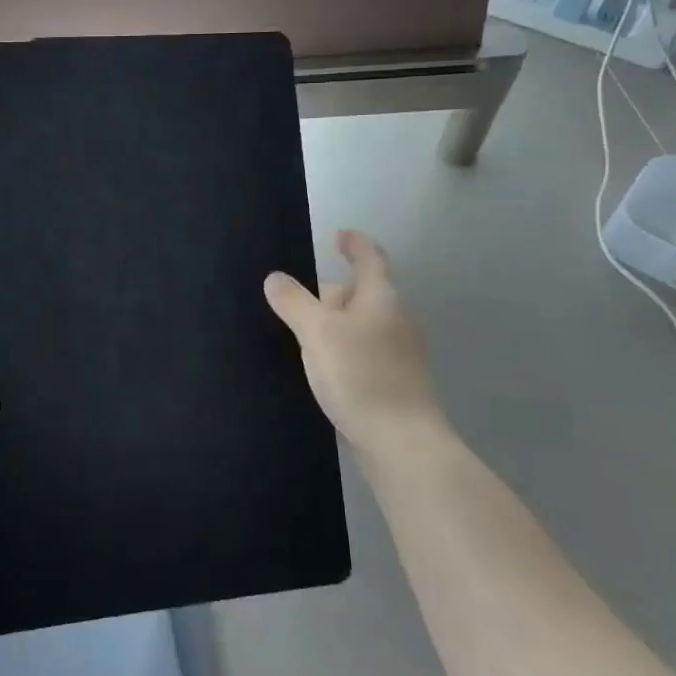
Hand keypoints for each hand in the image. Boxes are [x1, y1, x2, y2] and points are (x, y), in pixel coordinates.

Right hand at [264, 230, 446, 468]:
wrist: (399, 441)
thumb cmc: (359, 374)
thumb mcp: (316, 331)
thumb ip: (293, 302)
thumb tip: (275, 278)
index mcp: (382, 298)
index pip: (370, 258)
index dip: (355, 243)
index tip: (339, 234)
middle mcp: (395, 320)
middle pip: (362, 293)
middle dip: (330, 292)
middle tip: (294, 298)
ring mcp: (397, 353)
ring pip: (359, 326)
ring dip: (333, 324)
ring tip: (299, 334)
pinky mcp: (392, 382)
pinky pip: (361, 352)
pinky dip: (340, 350)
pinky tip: (319, 367)